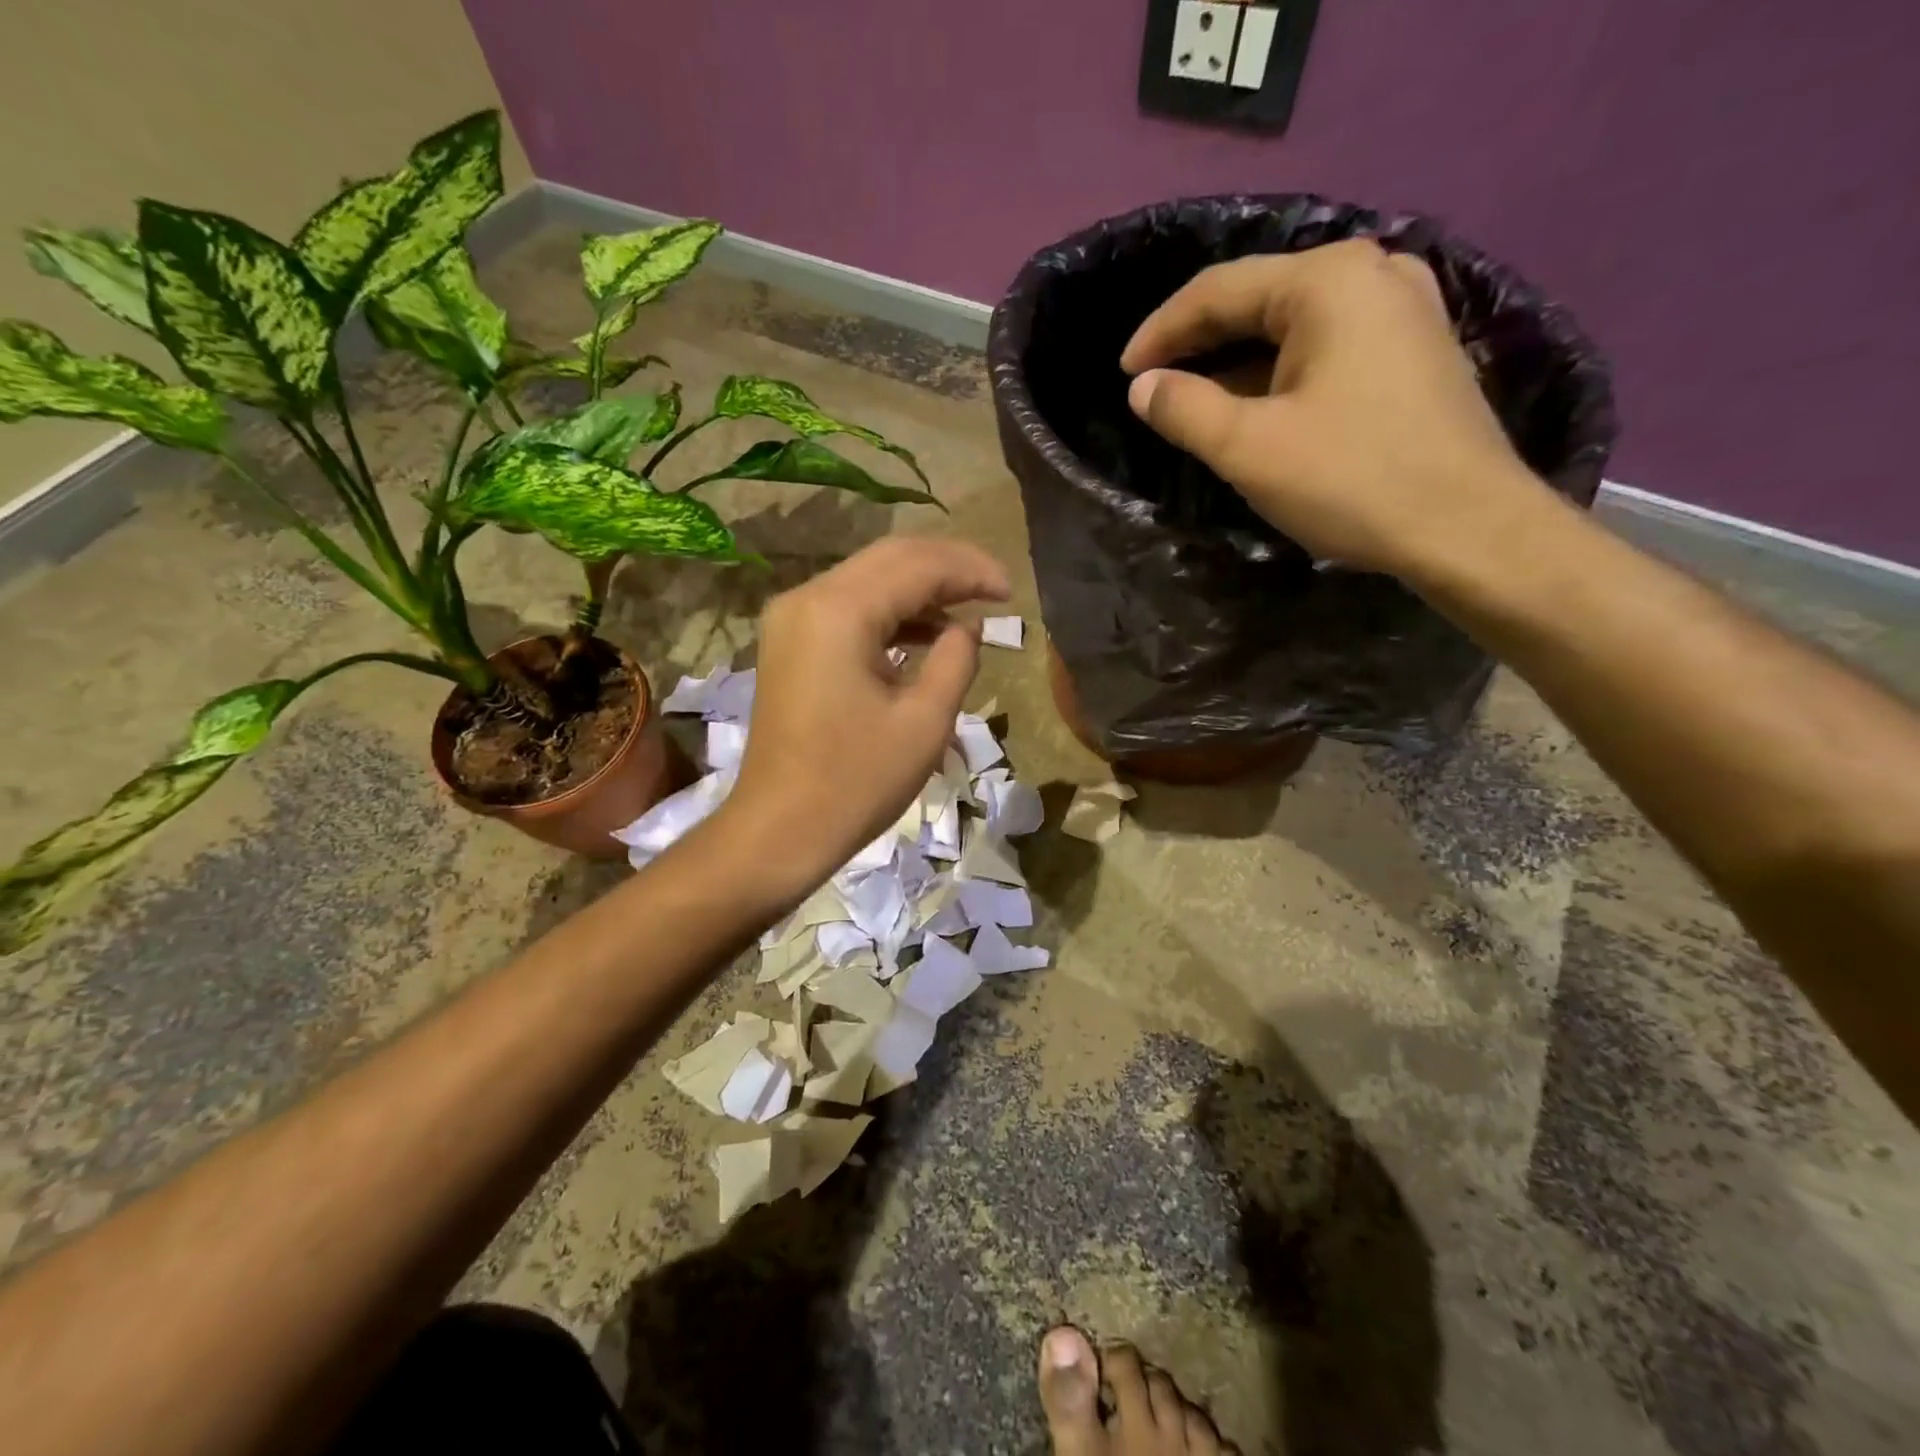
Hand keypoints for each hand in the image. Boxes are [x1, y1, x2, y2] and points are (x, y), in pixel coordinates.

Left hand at [723, 537, 1010, 886]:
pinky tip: (925, 632)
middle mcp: (808, 597)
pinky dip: (890, 612)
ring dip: (920, 588)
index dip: (971, 571)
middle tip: (995, 590)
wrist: (779, 829)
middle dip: (948, 568)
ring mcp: (792, 618)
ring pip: (868, 578)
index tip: (1012, 593)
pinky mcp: (789, 641)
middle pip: (890, 558)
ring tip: (969, 610)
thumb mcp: (925, 723)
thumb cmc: (856, 782)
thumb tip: (968, 626)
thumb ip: (957, 660)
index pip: (918, 565)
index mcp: (839, 611)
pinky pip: (848, 607)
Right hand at [1121, 239, 1536, 578]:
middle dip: (1199, 342)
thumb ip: (1185, 409)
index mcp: (1328, 281)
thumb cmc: (1351, 480)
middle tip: (1153, 383)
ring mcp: (1404, 309)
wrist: (1467, 527)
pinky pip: (1327, 347)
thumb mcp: (1249, 448)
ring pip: (1295, 325)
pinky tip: (1256, 405)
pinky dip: (1281, 372)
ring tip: (1194, 399)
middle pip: (1260, 298)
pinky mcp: (1415, 350)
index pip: (1220, 289)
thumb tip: (1143, 387)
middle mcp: (1372, 274)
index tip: (1124, 373)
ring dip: (1238, 361)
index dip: (1162, 331)